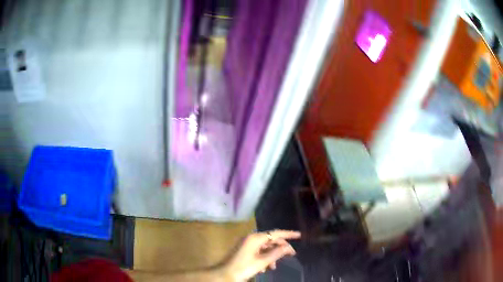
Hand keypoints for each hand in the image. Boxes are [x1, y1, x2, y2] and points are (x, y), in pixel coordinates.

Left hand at [223, 230, 300, 280]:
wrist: (225, 274)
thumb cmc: (244, 268)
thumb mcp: (262, 262)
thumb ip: (277, 253)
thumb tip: (288, 247)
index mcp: (255, 238)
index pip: (276, 233)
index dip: (288, 234)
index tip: (299, 235)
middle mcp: (251, 238)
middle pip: (271, 240)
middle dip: (281, 248)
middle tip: (291, 255)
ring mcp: (247, 244)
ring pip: (265, 247)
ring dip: (272, 255)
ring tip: (274, 266)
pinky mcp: (244, 250)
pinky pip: (259, 251)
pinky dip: (264, 258)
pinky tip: (265, 268)